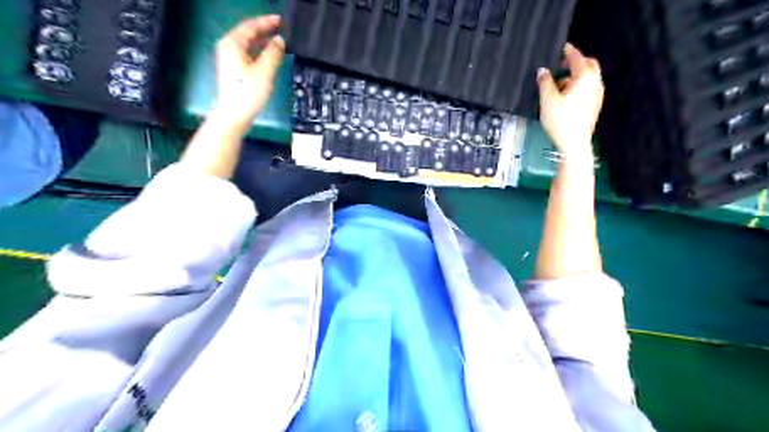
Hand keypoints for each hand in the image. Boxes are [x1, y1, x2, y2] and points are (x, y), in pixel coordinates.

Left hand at [213, 15, 284, 132]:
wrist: (234, 115)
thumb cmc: (248, 92)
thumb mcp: (264, 71)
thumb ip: (273, 53)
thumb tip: (280, 41)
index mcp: (233, 44)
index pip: (250, 26)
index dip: (266, 22)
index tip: (281, 20)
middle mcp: (228, 48)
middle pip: (248, 34)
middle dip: (264, 31)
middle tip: (281, 30)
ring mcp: (230, 60)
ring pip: (248, 45)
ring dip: (263, 42)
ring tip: (278, 42)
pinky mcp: (234, 71)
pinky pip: (248, 55)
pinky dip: (259, 52)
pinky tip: (269, 57)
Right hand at [536, 42, 603, 159]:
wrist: (574, 144)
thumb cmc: (560, 121)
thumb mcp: (547, 100)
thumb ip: (544, 82)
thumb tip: (542, 71)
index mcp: (584, 78)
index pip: (576, 57)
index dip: (567, 51)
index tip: (560, 47)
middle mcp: (595, 83)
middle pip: (588, 65)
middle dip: (575, 62)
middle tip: (560, 65)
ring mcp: (597, 95)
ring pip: (589, 77)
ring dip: (575, 76)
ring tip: (558, 85)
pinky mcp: (595, 105)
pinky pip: (588, 88)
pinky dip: (579, 86)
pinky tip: (566, 97)